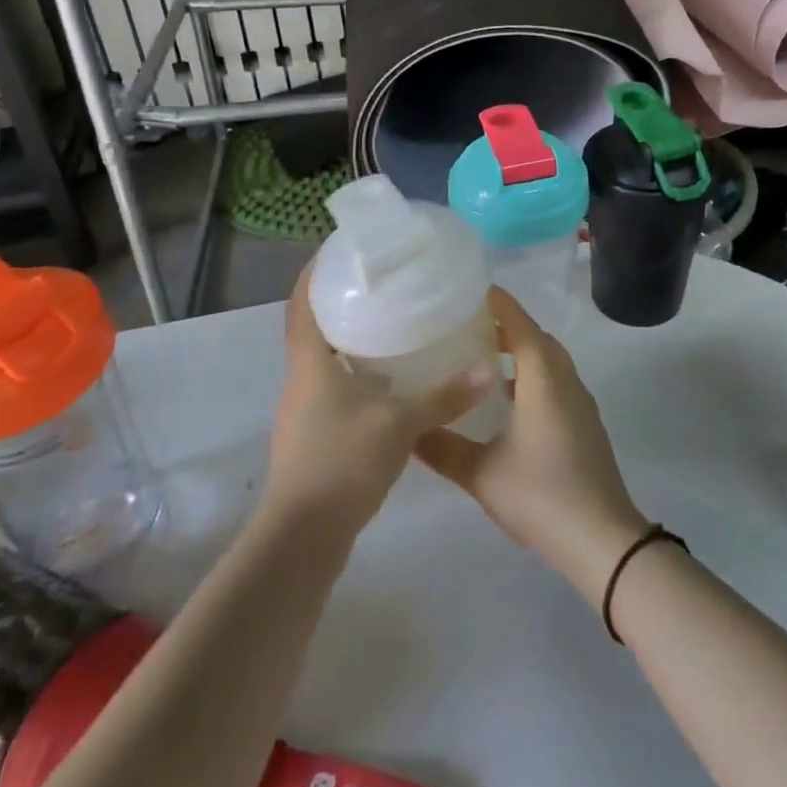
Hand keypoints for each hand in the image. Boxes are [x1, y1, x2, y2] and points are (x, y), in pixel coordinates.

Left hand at [264, 263, 488, 535]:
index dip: (314, 274)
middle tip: (378, 284)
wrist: (304, 535)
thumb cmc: (344, 462)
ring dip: (347, 340)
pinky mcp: (312, 436)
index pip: (302, 304)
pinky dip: (353, 374)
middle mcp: (300, 380)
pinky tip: (386, 381)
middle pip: (312, 328)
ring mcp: (303, 411)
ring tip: (387, 324)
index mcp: (310, 364)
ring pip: (323, 360)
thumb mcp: (401, 424)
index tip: (337, 250)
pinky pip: (331, 388)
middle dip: (338, 303)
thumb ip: (444, 396)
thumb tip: (486, 370)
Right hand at [415, 290, 648, 599]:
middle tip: (463, 325)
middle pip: (534, 336)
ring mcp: (579, 401)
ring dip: (518, 351)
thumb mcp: (481, 473)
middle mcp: (565, 379)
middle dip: (503, 324)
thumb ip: (441, 447)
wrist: (603, 541)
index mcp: (543, 376)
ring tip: (478, 357)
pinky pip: (554, 381)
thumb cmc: (541, 495)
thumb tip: (406, 427)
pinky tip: (504, 399)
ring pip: (547, 360)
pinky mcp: (583, 423)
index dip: (495, 302)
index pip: (518, 322)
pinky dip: (529, 375)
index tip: (465, 290)